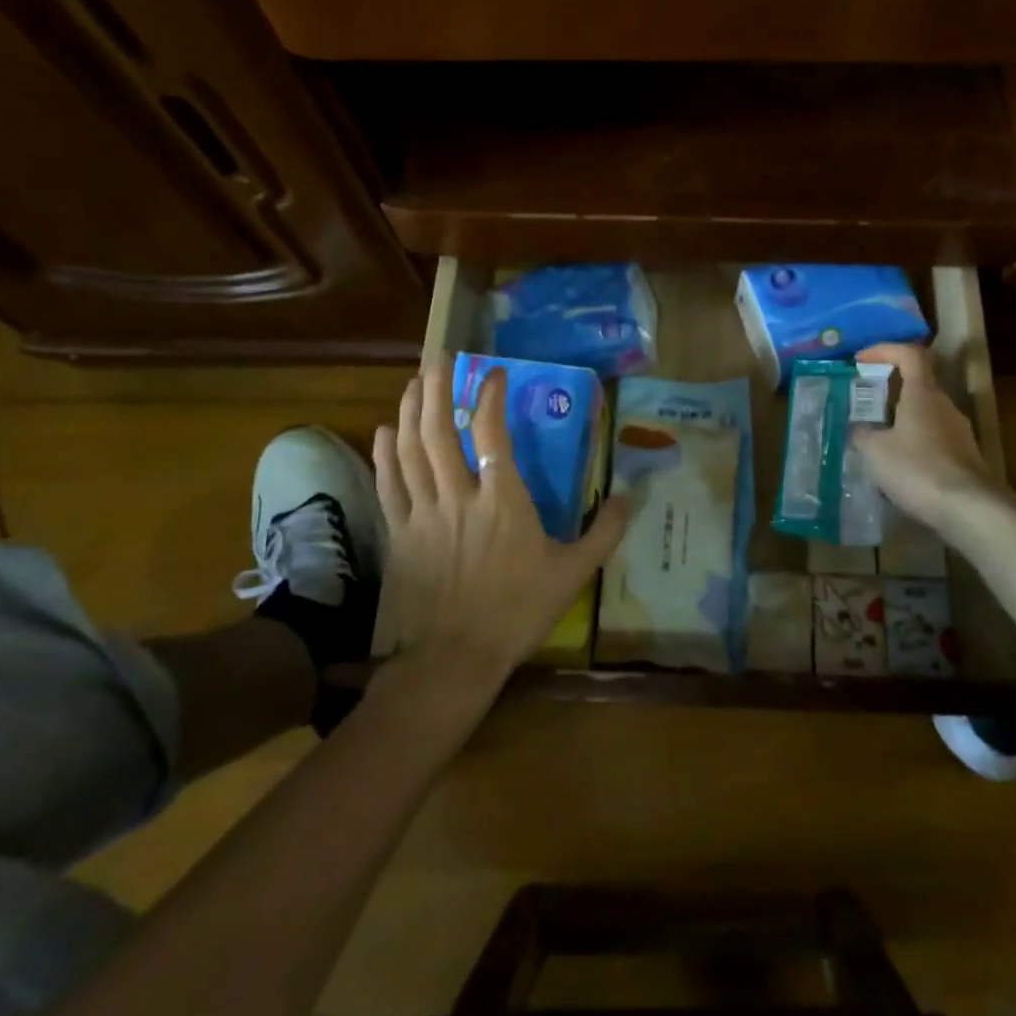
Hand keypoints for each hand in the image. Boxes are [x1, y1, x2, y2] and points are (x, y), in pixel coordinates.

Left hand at [372, 354, 628, 694]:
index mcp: (503, 500)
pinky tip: (385, 431)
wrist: (455, 657)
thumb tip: (629, 497)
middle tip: (440, 358)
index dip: (491, 396)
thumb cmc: (518, 612)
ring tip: (415, 382)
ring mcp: (424, 513)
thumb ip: (604, 533)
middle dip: (438, 387)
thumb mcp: (573, 573)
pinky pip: (388, 484)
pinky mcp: (400, 533)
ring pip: (410, 449)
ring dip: (411, 411)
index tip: (494, 373)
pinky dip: (385, 454)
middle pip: (441, 429)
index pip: (493, 432)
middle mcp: (459, 495)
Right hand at [851, 344, 1001, 536]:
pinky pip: (932, 438)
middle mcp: (944, 405)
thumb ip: (862, 434)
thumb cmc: (918, 469)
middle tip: (863, 400)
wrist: (970, 510)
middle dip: (889, 387)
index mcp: (923, 393)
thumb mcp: (875, 451)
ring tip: (874, 436)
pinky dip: (912, 441)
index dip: (884, 350)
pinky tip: (897, 464)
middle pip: (918, 383)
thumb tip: (858, 428)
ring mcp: (958, 431)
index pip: (909, 354)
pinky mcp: (963, 456)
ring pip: (925, 413)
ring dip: (900, 417)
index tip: (861, 359)